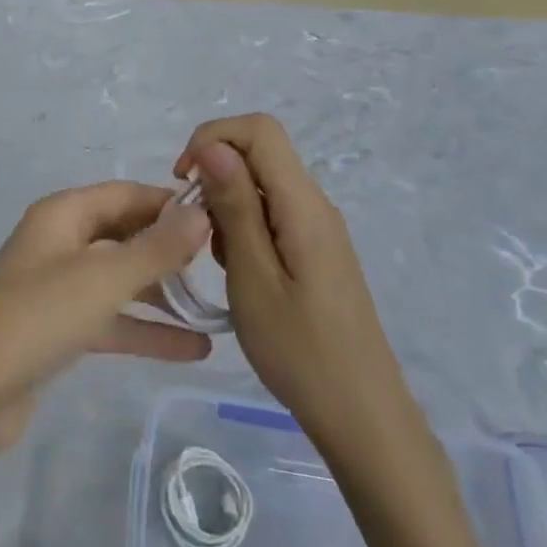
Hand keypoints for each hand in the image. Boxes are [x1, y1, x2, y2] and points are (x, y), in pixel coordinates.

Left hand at [0, 182, 212, 463]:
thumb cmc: (36, 317)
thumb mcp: (102, 278)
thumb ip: (155, 248)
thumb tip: (201, 214)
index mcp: (62, 215)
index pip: (125, 194)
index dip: (168, 202)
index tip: (220, 216)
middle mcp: (60, 243)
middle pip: (124, 234)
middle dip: (169, 248)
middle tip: (224, 264)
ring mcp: (58, 288)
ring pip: (120, 280)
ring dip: (163, 292)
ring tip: (218, 306)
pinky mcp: (59, 331)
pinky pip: (111, 320)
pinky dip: (146, 330)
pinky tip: (194, 348)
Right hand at [176, 115, 410, 449]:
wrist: (362, 417)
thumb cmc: (300, 350)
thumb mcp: (253, 277)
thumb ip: (234, 206)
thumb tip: (212, 145)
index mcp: (302, 204)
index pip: (258, 129)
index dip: (212, 138)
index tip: (184, 182)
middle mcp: (315, 204)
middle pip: (259, 153)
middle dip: (215, 175)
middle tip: (196, 230)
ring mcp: (318, 228)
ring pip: (262, 184)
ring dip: (227, 205)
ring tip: (220, 261)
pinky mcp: (316, 250)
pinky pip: (272, 214)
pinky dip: (244, 228)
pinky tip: (240, 272)